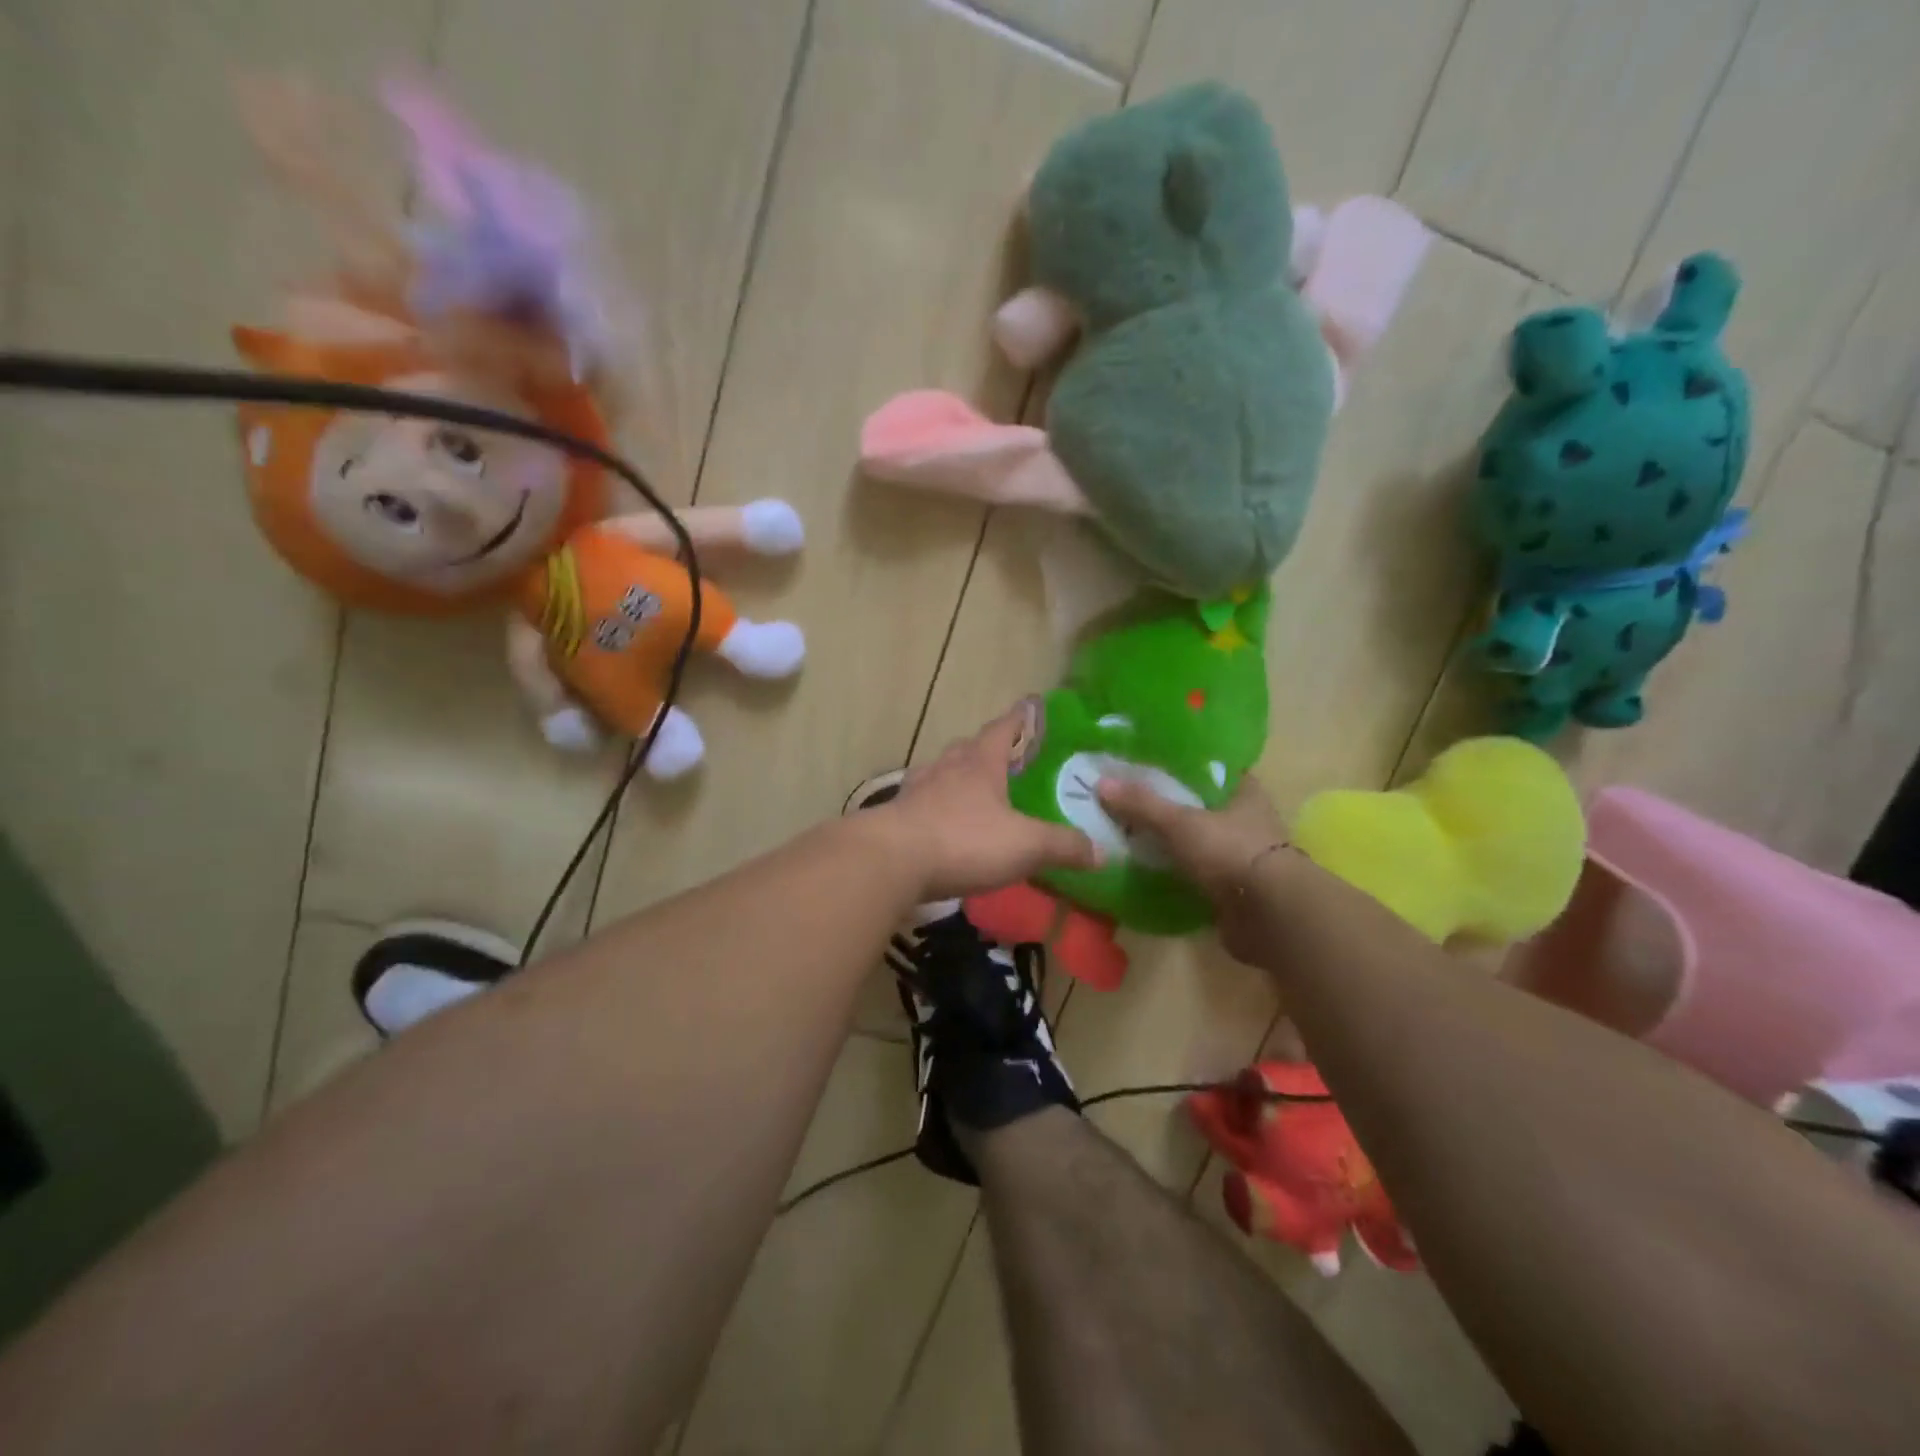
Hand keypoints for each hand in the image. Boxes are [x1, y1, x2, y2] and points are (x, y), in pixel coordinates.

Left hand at [870, 702, 1100, 900]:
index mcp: (979, 763)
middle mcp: (946, 768)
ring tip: (974, 791)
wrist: (890, 861)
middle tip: (1006, 759)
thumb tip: (1102, 852)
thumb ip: (1063, 845)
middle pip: (967, 747)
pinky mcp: (898, 818)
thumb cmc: (963, 840)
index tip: (1029, 707)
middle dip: (986, 748)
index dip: (1020, 718)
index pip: (1004, 728)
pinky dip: (937, 808)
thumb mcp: (1025, 845)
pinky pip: (923, 804)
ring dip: (957, 777)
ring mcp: (917, 791)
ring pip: (941, 773)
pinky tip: (944, 825)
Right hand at [1098, 775, 1289, 966]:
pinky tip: (1144, 866)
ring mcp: (1241, 855)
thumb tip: (1100, 783)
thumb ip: (1142, 804)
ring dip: (1170, 839)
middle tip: (1126, 797)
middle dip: (1167, 803)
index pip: (1210, 767)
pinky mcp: (1233, 888)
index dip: (1180, 763)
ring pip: (1196, 839)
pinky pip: (1195, 871)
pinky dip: (1174, 870)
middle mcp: (1247, 819)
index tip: (1145, 761)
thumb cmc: (1231, 852)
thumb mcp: (1180, 822)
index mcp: (1244, 791)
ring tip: (1127, 831)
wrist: (1269, 916)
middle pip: (1199, 804)